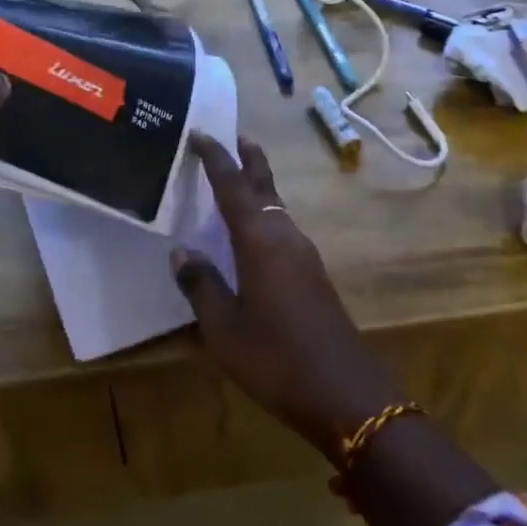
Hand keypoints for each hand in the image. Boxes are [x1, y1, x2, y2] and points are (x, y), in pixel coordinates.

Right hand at [170, 135, 405, 459]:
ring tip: (234, 179)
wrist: (345, 393)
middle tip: (232, 135)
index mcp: (260, 240)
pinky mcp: (312, 273)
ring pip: (276, 206)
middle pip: (265, 184)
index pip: (232, 185)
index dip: (215, 157)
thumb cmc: (276, 358)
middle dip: (249, 158)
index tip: (199, 132)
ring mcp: (303, 254)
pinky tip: (252, 232)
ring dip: (258, 186)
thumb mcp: (225, 328)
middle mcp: (285, 235)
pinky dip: (264, 214)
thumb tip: (181, 251)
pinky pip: (282, 228)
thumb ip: (201, 285)